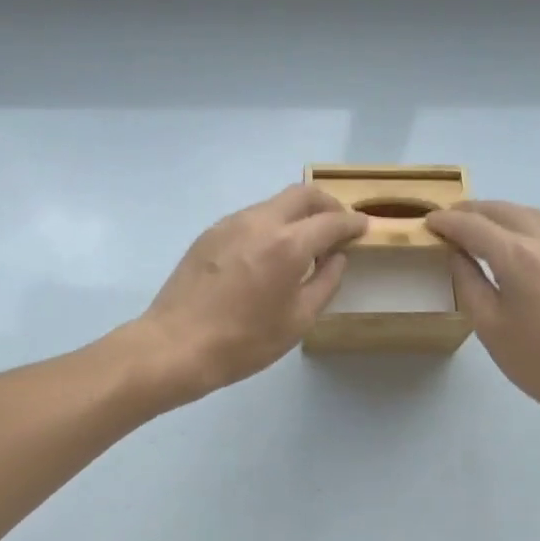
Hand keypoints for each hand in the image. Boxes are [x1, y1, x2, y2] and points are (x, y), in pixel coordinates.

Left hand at [134, 184, 366, 403]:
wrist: (175, 345)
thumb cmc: (244, 341)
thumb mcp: (298, 319)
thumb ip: (325, 282)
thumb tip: (336, 257)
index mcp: (288, 244)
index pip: (331, 221)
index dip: (352, 222)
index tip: (364, 227)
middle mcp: (260, 222)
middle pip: (302, 194)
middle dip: (327, 204)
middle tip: (338, 225)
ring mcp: (231, 223)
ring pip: (274, 203)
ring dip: (297, 214)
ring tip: (305, 241)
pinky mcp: (210, 233)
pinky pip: (251, 217)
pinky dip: (272, 224)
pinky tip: (270, 252)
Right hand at [428, 201, 539, 432]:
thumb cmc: (539, 362)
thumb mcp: (490, 325)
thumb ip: (468, 281)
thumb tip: (457, 253)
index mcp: (519, 257)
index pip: (474, 226)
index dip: (448, 221)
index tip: (429, 222)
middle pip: (505, 211)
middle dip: (473, 211)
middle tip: (450, 220)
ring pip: (532, 215)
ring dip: (502, 214)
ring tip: (481, 226)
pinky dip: (525, 227)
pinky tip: (517, 245)